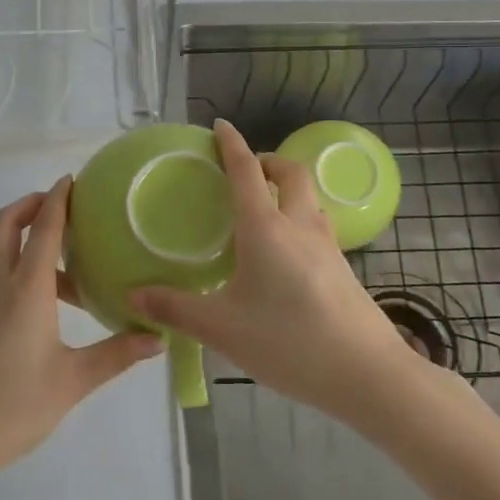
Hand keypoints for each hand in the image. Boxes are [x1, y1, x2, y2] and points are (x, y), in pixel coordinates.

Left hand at [0, 178, 162, 494]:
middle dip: (31, 204)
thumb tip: (159, 338)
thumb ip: (117, 354)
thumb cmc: (12, 406)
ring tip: (70, 265)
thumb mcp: (73, 381)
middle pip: (6, 224)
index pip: (43, 228)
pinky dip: (20, 267)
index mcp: (25, 290)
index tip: (72, 179)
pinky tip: (48, 303)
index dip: (57, 199)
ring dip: (28, 239)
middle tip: (63, 205)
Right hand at [130, 120, 412, 427]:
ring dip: (287, 188)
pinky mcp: (343, 268)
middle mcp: (299, 225)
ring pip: (309, 198)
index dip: (231, 144)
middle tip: (245, 171)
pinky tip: (285, 254)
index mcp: (266, 228)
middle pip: (290, 173)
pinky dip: (298, 218)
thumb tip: (133, 295)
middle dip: (268, 161)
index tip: (220, 125)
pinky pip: (317, 225)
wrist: (367, 374)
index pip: (246, 171)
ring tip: (263, 209)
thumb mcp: (222, 328)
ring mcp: (328, 245)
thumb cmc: (288, 341)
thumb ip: (175, 308)